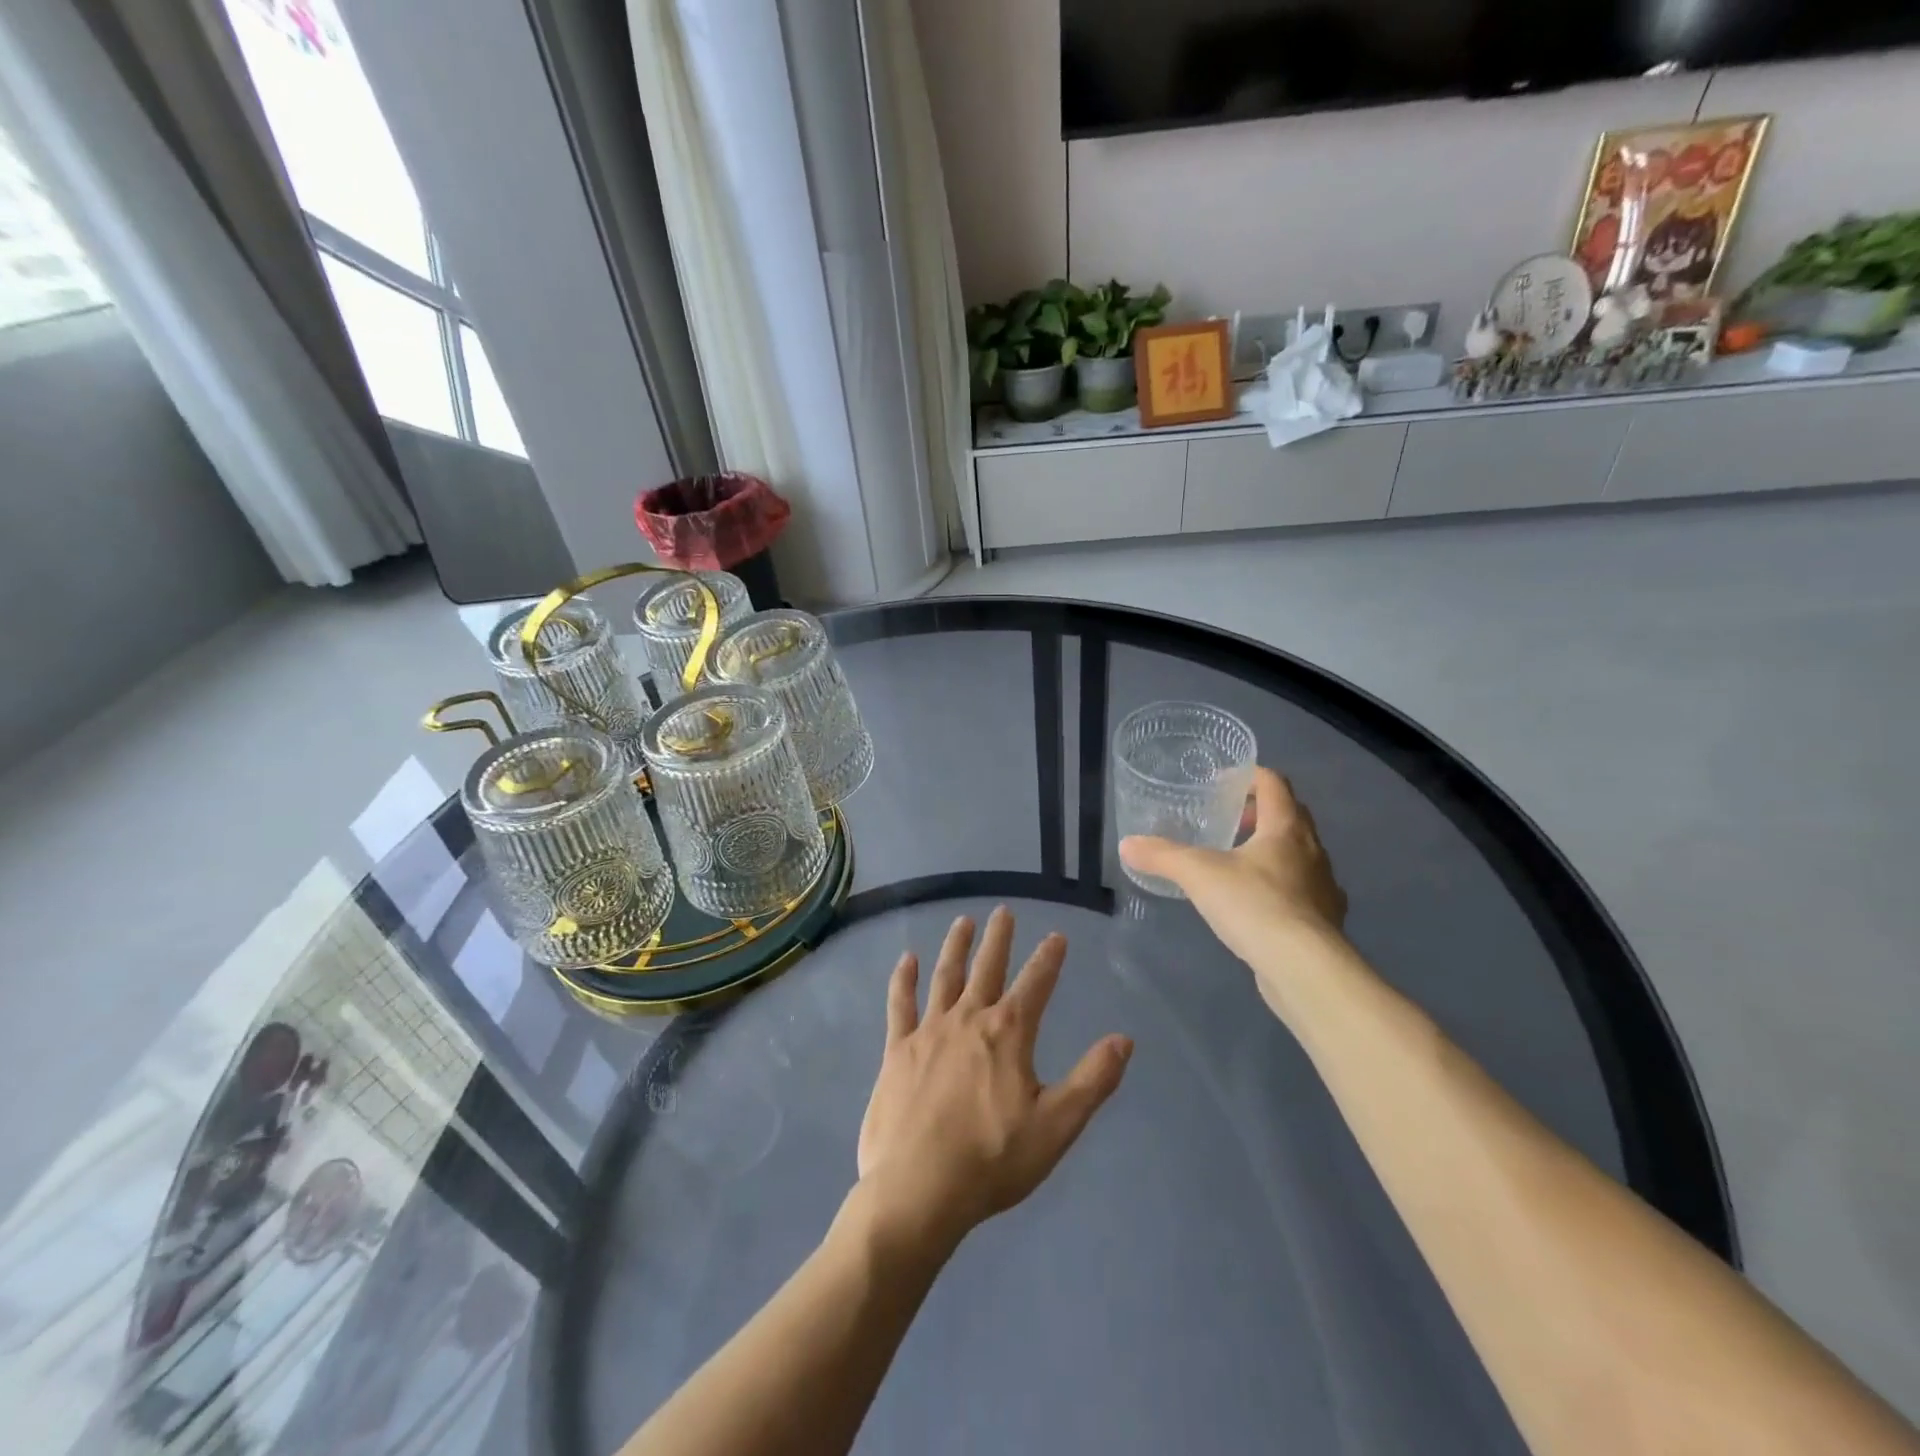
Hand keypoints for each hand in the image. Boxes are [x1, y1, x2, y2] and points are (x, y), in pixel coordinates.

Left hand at [853, 908, 1132, 1257]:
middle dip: (998, 938)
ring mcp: (929, 1031)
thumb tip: (1124, 1039)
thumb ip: (1092, 1080)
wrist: (918, 1190)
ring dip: (956, 946)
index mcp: (1008, 1034)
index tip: (1057, 935)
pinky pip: (900, 1004)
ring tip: (963, 921)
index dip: (1048, 958)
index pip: (1036, 984)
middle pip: (987, 968)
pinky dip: (904, 980)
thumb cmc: (992, 1160)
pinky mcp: (897, 1050)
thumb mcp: (1056, 1125)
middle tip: (1003, 911)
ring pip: (945, 976)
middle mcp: (968, 1019)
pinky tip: (907, 960)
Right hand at [1119, 767, 1348, 978]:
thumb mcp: (1198, 874)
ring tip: (1238, 864)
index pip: (1274, 784)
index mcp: (1286, 828)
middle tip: (1228, 821)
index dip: (1249, 776)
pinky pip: (1304, 891)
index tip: (1222, 783)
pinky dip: (1283, 888)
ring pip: (1300, 855)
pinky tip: (1259, 906)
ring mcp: (1325, 887)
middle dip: (1260, 813)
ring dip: (1273, 851)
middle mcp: (1313, 850)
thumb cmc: (1254, 905)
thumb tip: (1127, 844)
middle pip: (1291, 816)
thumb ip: (1162, 855)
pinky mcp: (1326, 921)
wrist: (1305, 968)